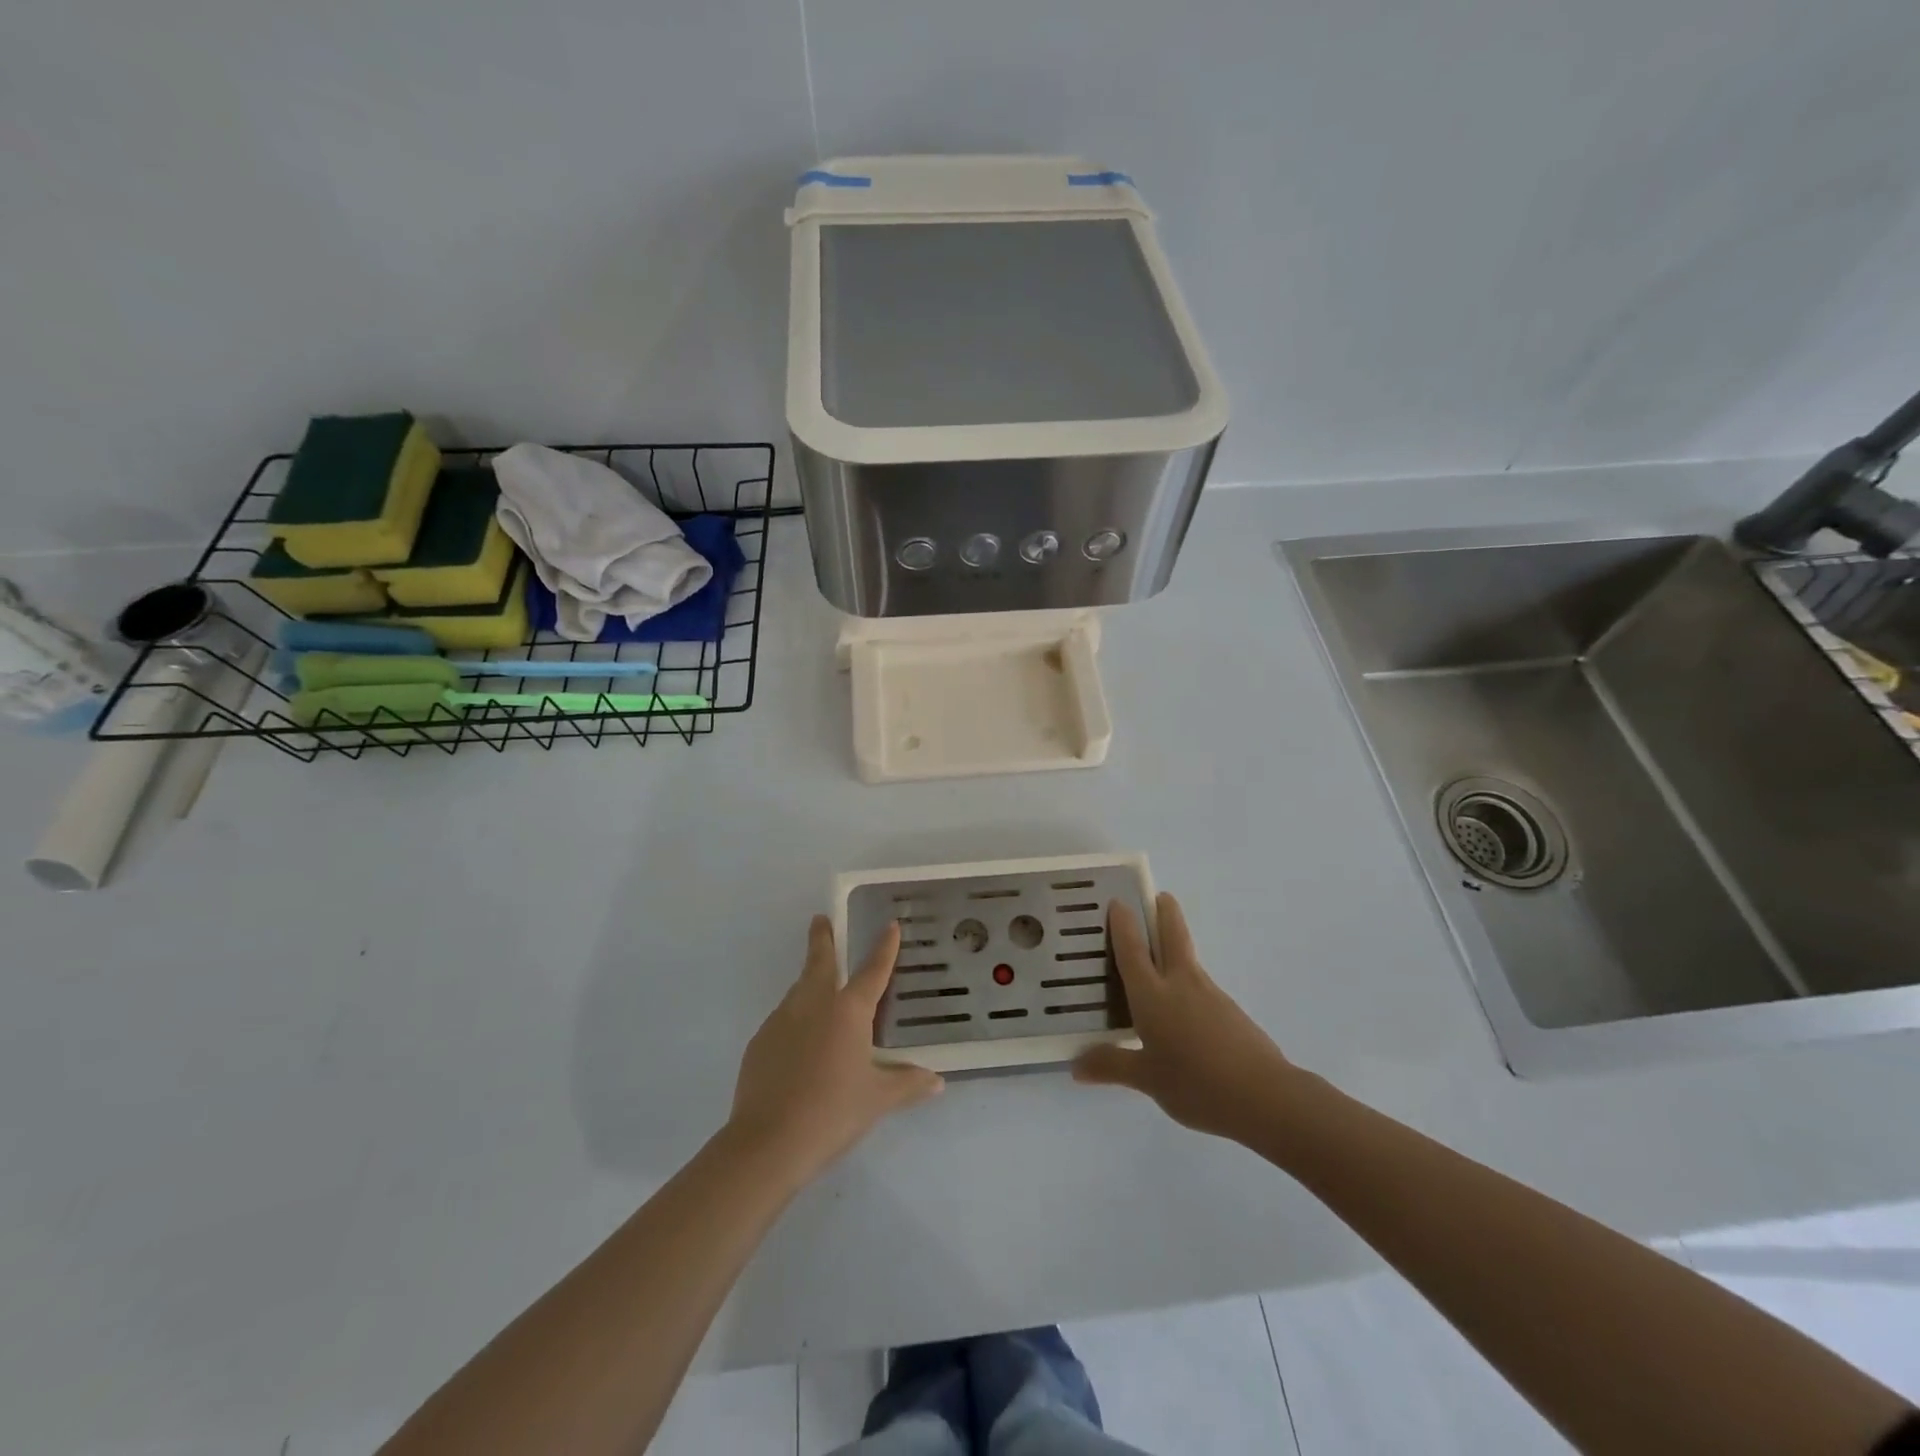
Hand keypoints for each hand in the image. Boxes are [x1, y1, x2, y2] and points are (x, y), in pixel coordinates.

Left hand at [728, 916, 943, 1184]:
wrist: (768, 1142)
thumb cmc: (833, 1112)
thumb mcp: (878, 1099)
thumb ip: (907, 1084)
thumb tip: (936, 1081)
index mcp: (848, 1011)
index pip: (872, 970)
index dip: (884, 948)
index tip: (890, 925)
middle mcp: (813, 1004)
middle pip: (818, 962)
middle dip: (821, 939)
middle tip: (820, 919)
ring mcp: (781, 1021)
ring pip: (798, 990)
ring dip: (808, 980)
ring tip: (816, 986)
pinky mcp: (759, 1043)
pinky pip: (782, 1021)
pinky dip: (794, 1020)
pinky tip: (799, 1044)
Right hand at [1072, 893, 1297, 1143]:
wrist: (1263, 1096)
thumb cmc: (1195, 1083)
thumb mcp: (1147, 1079)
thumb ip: (1111, 1066)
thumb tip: (1075, 1066)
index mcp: (1152, 994)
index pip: (1132, 949)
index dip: (1124, 924)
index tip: (1118, 901)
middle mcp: (1180, 984)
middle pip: (1173, 936)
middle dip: (1165, 913)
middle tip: (1159, 896)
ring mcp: (1210, 995)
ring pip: (1188, 959)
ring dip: (1175, 945)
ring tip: (1159, 956)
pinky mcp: (1230, 1012)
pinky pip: (1200, 986)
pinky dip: (1187, 982)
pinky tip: (1182, 1008)